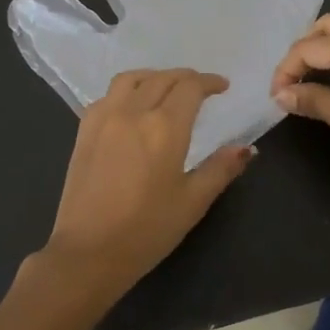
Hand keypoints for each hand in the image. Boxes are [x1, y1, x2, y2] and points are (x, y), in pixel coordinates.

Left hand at [38, 68, 253, 303]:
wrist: (88, 253)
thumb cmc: (147, 230)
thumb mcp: (193, 202)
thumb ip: (221, 169)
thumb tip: (246, 148)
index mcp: (164, 127)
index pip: (190, 87)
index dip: (209, 82)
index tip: (222, 87)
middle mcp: (133, 112)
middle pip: (162, 78)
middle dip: (185, 78)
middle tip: (201, 89)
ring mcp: (103, 118)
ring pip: (131, 79)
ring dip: (154, 77)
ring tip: (166, 89)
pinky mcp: (83, 131)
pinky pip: (107, 95)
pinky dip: (127, 91)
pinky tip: (132, 107)